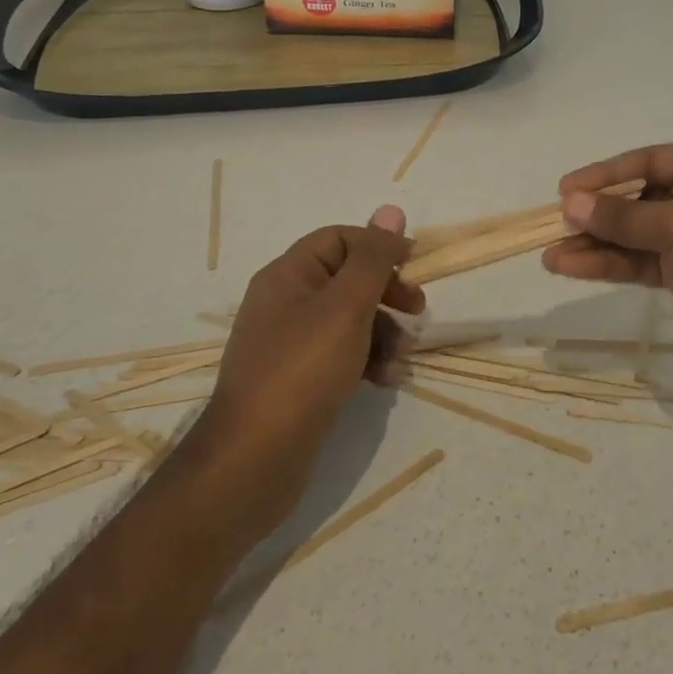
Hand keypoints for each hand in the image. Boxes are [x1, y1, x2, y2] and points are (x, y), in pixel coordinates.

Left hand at [190, 207, 424, 534]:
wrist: (252, 462)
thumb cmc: (302, 371)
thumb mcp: (345, 307)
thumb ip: (372, 259)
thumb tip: (390, 210)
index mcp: (288, 276)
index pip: (339, 239)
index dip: (379, 246)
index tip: (415, 265)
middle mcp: (285, 303)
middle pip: (348, 279)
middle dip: (387, 293)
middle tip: (419, 310)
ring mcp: (290, 344)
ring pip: (349, 319)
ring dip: (384, 331)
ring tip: (405, 356)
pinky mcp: (299, 380)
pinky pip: (342, 355)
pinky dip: (368, 360)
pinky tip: (388, 380)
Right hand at [542, 143, 672, 394]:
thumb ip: (624, 217)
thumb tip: (571, 203)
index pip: (650, 160)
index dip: (606, 174)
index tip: (566, 189)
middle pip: (639, 198)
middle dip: (598, 213)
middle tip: (555, 224)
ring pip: (635, 235)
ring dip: (596, 244)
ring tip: (550, 254)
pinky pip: (641, 263)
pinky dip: (610, 265)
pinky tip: (571, 268)